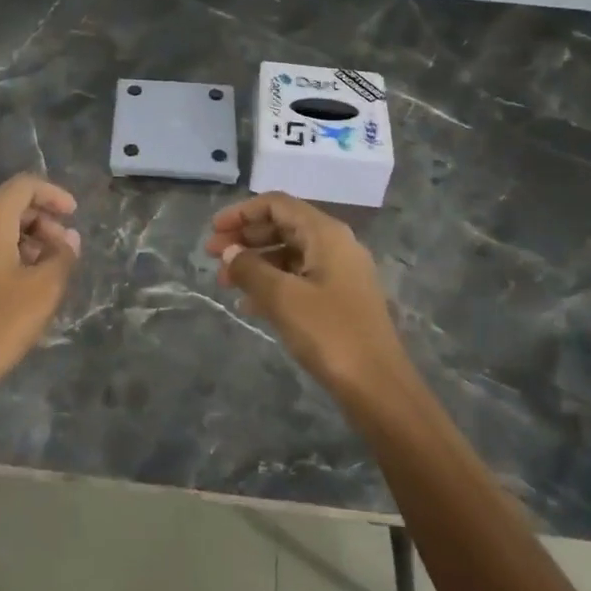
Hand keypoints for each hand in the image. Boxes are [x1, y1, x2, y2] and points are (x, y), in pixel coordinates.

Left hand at [0, 174, 81, 422]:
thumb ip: (62, 256)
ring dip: (21, 237)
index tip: (75, 214)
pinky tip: (15, 283)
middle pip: (6, 203)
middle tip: (63, 249)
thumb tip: (69, 238)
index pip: (25, 185)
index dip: (54, 195)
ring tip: (44, 269)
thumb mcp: (43, 291)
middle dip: (40, 219)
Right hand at [205, 192, 411, 393]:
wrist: (377, 386)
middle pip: (283, 226)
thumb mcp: (282, 297)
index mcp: (326, 234)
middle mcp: (335, 246)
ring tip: (224, 283)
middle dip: (245, 237)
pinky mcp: (339, 300)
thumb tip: (229, 252)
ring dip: (255, 262)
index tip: (213, 230)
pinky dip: (271, 283)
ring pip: (289, 254)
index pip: (278, 205)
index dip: (242, 213)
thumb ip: (250, 269)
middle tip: (212, 256)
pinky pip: (298, 279)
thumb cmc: (329, 333)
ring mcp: (340, 274)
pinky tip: (249, 304)